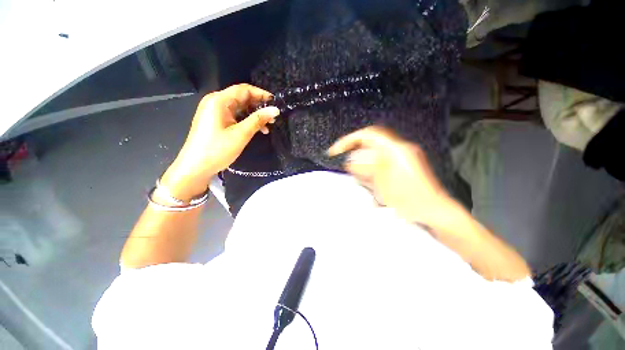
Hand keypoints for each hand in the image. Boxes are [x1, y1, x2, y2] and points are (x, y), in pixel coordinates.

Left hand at [161, 84, 279, 199]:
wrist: (195, 167)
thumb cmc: (217, 149)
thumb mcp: (241, 134)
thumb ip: (258, 119)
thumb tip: (275, 110)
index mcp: (219, 101)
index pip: (244, 90)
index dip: (261, 94)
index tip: (276, 103)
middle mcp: (215, 102)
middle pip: (241, 98)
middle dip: (259, 106)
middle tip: (273, 117)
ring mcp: (214, 112)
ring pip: (239, 108)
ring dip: (254, 115)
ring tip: (267, 126)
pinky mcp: (215, 121)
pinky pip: (234, 116)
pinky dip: (246, 121)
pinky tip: (256, 130)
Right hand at [329, 126, 530, 280]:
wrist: (436, 212)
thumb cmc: (410, 199)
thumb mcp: (383, 183)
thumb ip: (365, 168)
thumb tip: (350, 160)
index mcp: (396, 149)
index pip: (368, 135)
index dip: (349, 140)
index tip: (335, 150)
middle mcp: (401, 149)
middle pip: (371, 142)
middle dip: (354, 149)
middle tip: (342, 159)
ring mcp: (404, 157)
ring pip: (375, 152)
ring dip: (362, 159)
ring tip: (354, 172)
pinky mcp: (404, 166)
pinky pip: (382, 161)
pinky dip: (371, 166)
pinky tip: (368, 178)